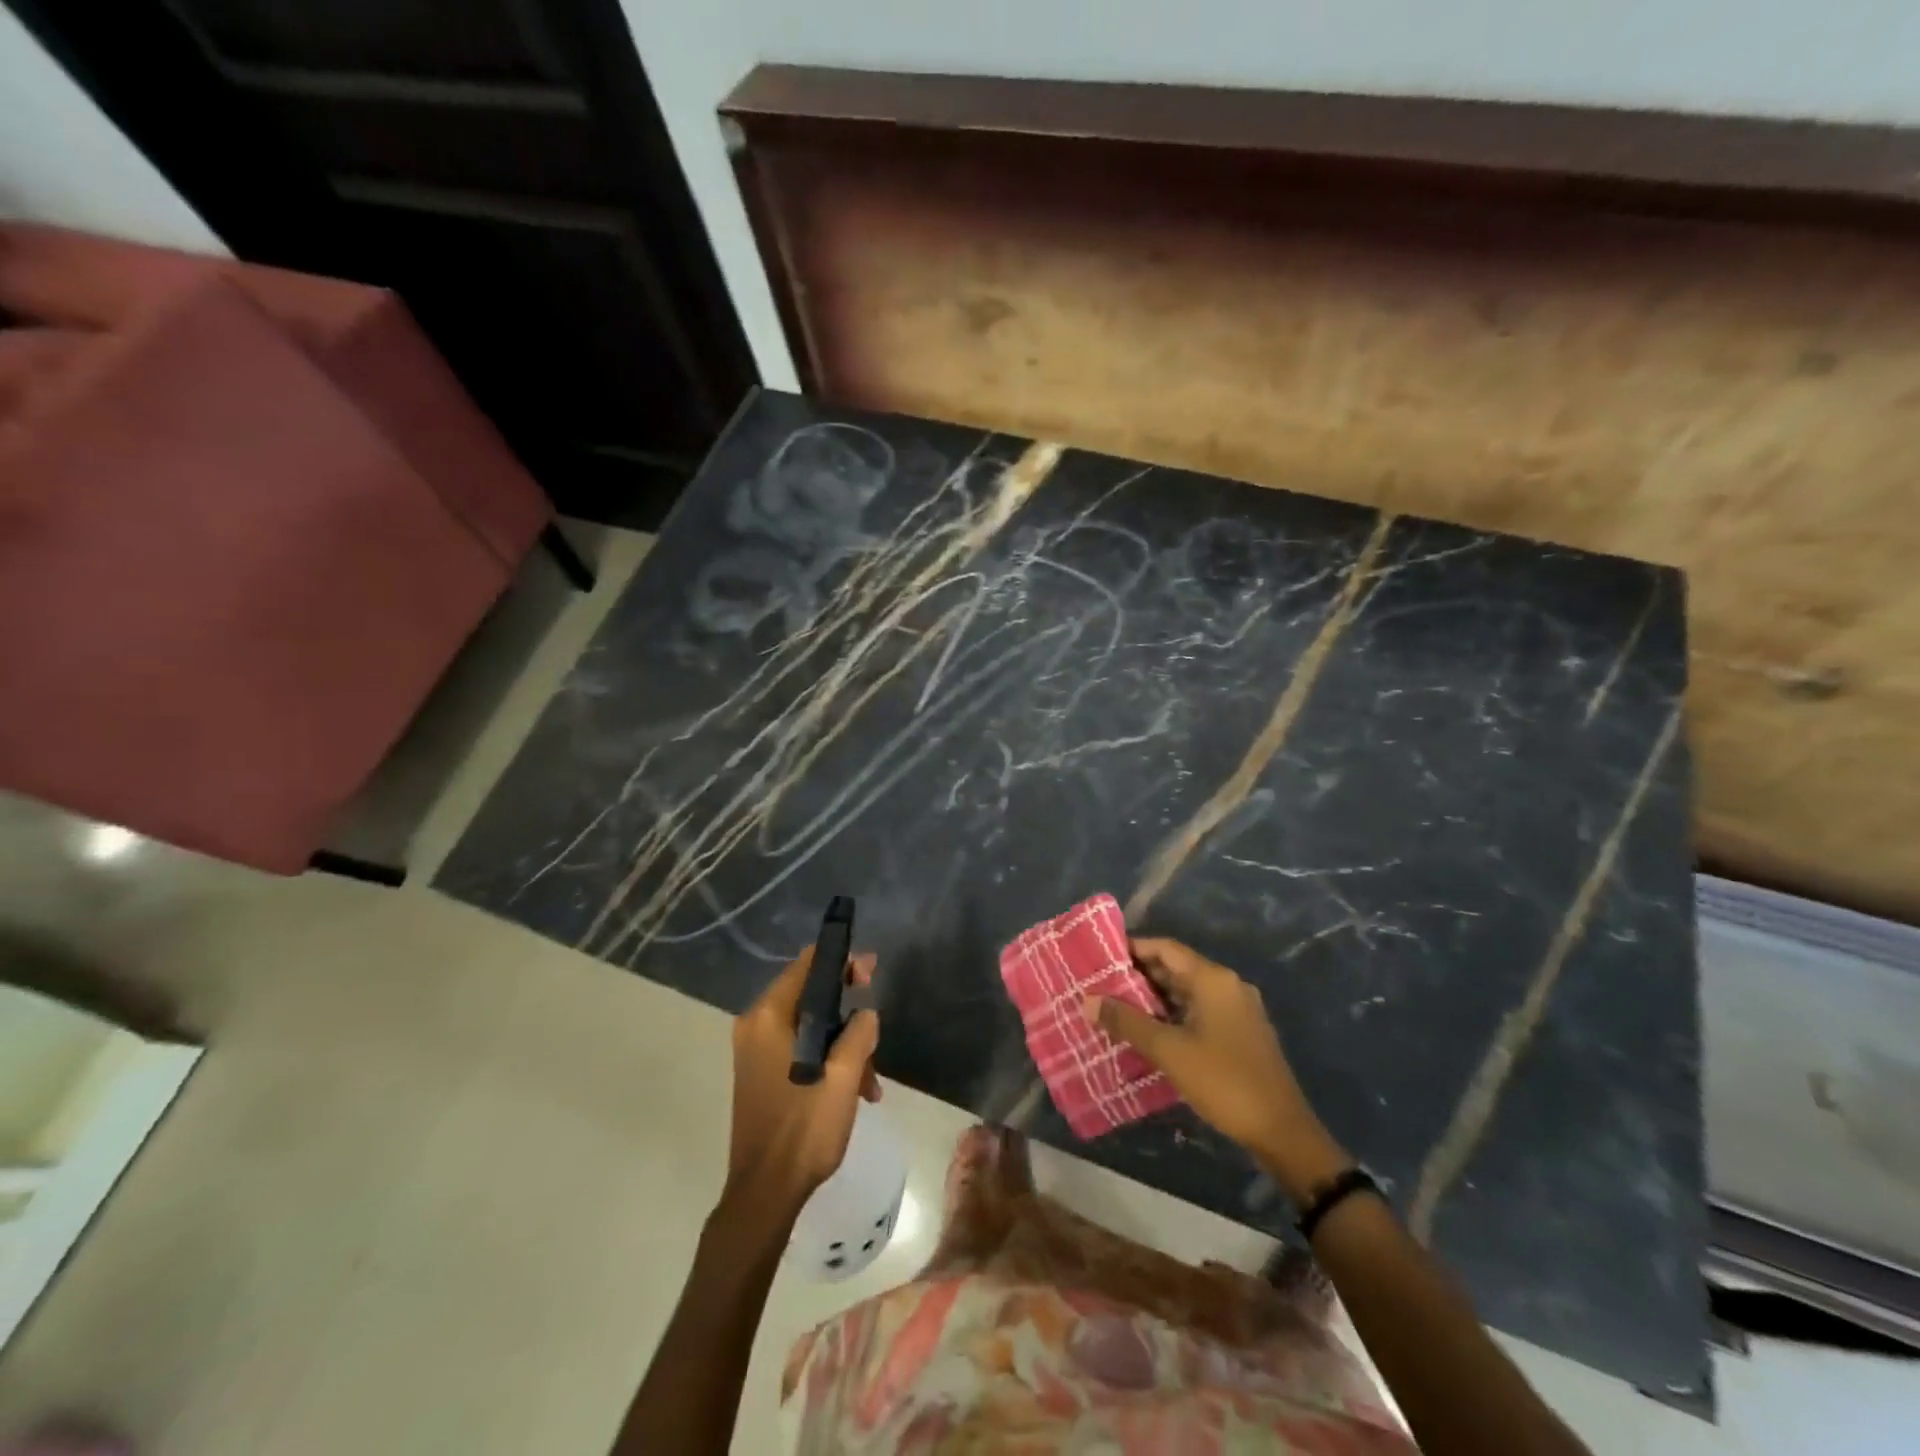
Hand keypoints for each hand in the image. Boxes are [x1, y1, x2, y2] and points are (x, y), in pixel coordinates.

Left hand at [724, 945, 880, 1220]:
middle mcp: (755, 1025)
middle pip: (808, 994)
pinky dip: (826, 1059)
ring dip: (842, 1042)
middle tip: (874, 1026)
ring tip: (869, 1078)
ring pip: (807, 1025)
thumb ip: (859, 1033)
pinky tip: (855, 1090)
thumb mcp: (844, 1077)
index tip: (871, 971)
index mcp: (768, 1017)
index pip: (806, 965)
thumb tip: (865, 1014)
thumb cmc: (804, 1129)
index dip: (841, 961)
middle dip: (846, 1009)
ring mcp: (754, 1051)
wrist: (765, 1193)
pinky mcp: (759, 1072)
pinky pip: (798, 1047)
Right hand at [1086, 936, 1349, 1202]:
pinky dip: (1173, 1014)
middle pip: (1176, 967)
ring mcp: (1237, 1009)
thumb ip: (1126, 1021)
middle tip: (1101, 984)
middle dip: (1139, 975)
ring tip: (1117, 1007)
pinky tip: (1149, 1032)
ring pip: (1187, 991)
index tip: (1100, 958)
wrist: (1281, 1131)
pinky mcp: (1241, 1032)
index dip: (1132, 949)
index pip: (1165, 948)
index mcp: (1213, 979)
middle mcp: (1227, 985)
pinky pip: (1199, 1010)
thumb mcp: (1168, 1050)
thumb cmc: (1223, 1081)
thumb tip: (1088, 1000)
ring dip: (1154, 998)